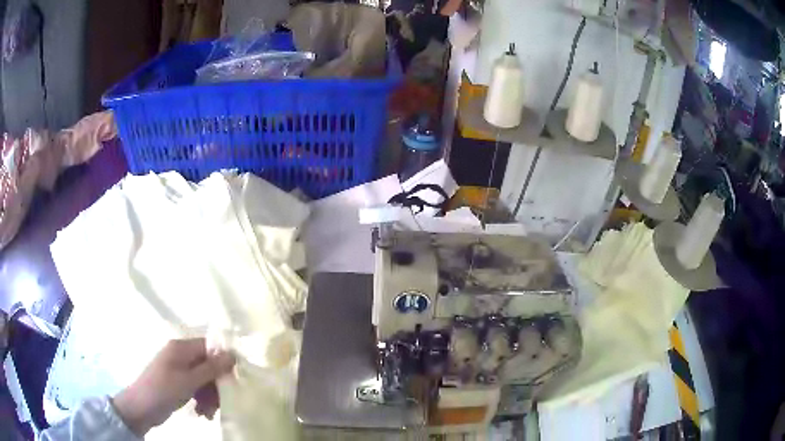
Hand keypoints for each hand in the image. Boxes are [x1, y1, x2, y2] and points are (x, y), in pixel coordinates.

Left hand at [112, 338, 234, 435]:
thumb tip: (233, 354)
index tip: (233, 379)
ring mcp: (178, 370)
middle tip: (220, 403)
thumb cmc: (164, 390)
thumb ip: (211, 368)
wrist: (141, 407)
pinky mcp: (177, 383)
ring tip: (209, 412)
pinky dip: (202, 399)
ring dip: (210, 396)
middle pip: (208, 366)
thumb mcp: (189, 381)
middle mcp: (180, 355)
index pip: (209, 347)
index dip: (223, 361)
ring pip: (204, 379)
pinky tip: (202, 412)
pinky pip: (196, 387)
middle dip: (216, 385)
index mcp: (181, 348)